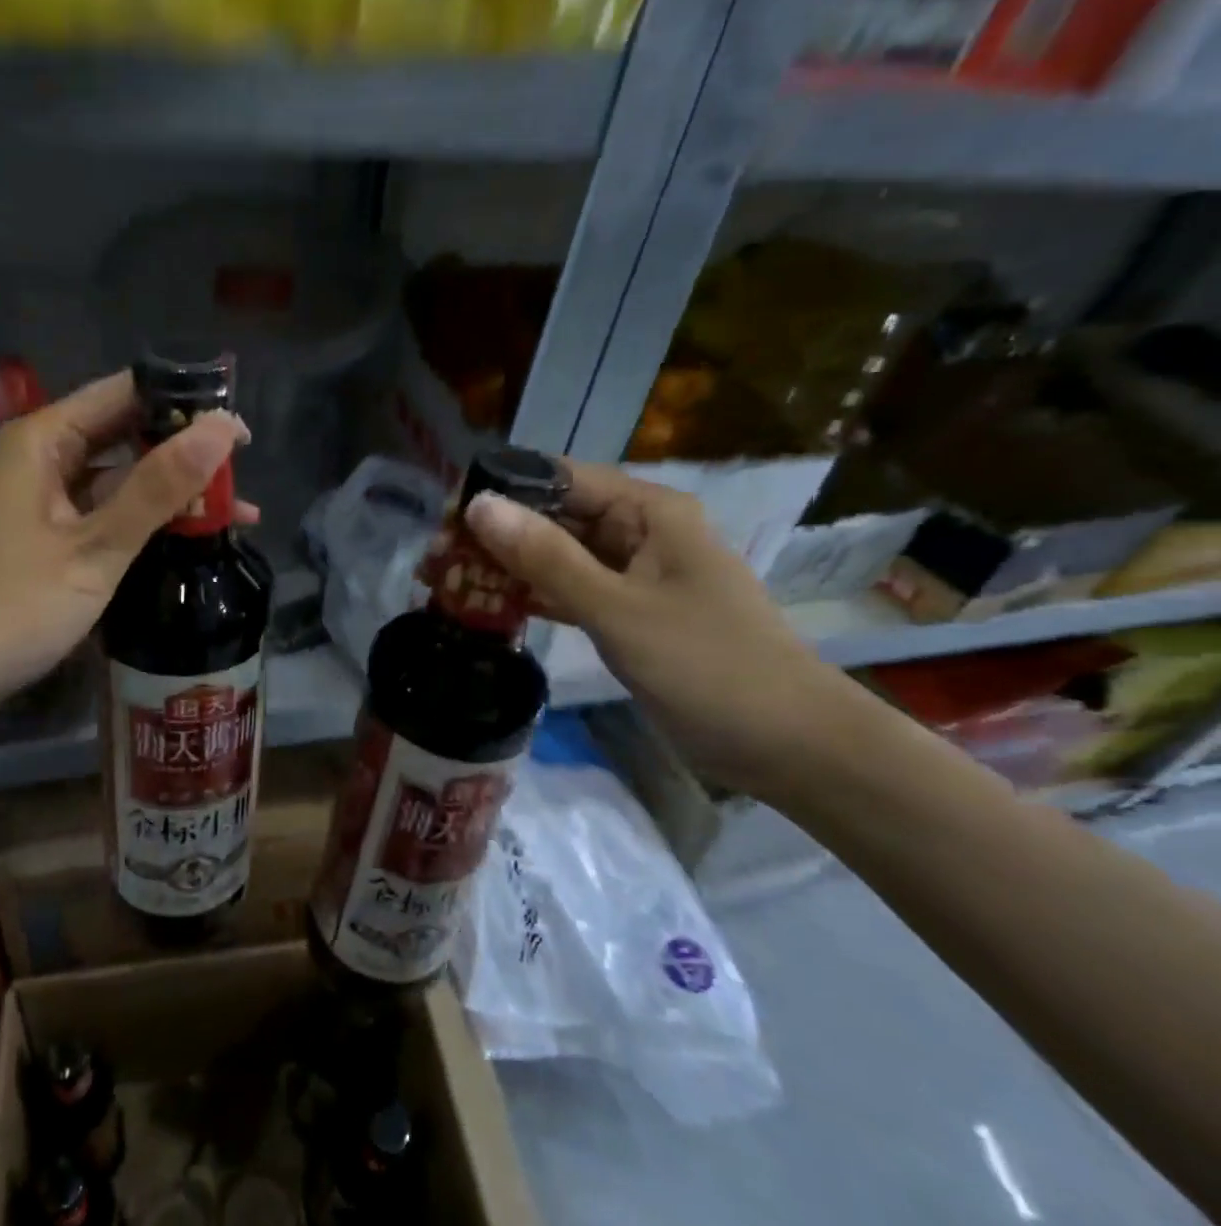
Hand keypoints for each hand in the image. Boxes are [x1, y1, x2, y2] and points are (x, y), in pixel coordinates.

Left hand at [0, 371, 251, 749]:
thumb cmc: (10, 606)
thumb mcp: (95, 547)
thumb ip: (158, 487)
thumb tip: (223, 429)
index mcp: (43, 438)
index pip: (125, 393)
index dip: (184, 403)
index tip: (239, 427)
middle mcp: (42, 457)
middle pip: (125, 434)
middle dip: (184, 451)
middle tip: (245, 470)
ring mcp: (43, 499)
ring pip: (121, 478)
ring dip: (172, 492)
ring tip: (236, 511)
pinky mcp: (48, 536)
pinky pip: (107, 512)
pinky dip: (147, 522)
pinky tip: (190, 538)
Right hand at [465, 461, 843, 795]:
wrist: (790, 746)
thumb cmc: (709, 666)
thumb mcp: (619, 609)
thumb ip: (546, 558)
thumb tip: (478, 504)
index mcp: (648, 510)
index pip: (558, 479)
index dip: (499, 491)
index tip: (444, 518)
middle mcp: (639, 530)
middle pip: (553, 516)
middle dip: (495, 534)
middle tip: (435, 560)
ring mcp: (634, 573)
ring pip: (557, 555)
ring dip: (508, 567)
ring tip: (448, 581)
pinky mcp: (629, 611)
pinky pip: (571, 589)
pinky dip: (534, 596)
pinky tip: (491, 607)